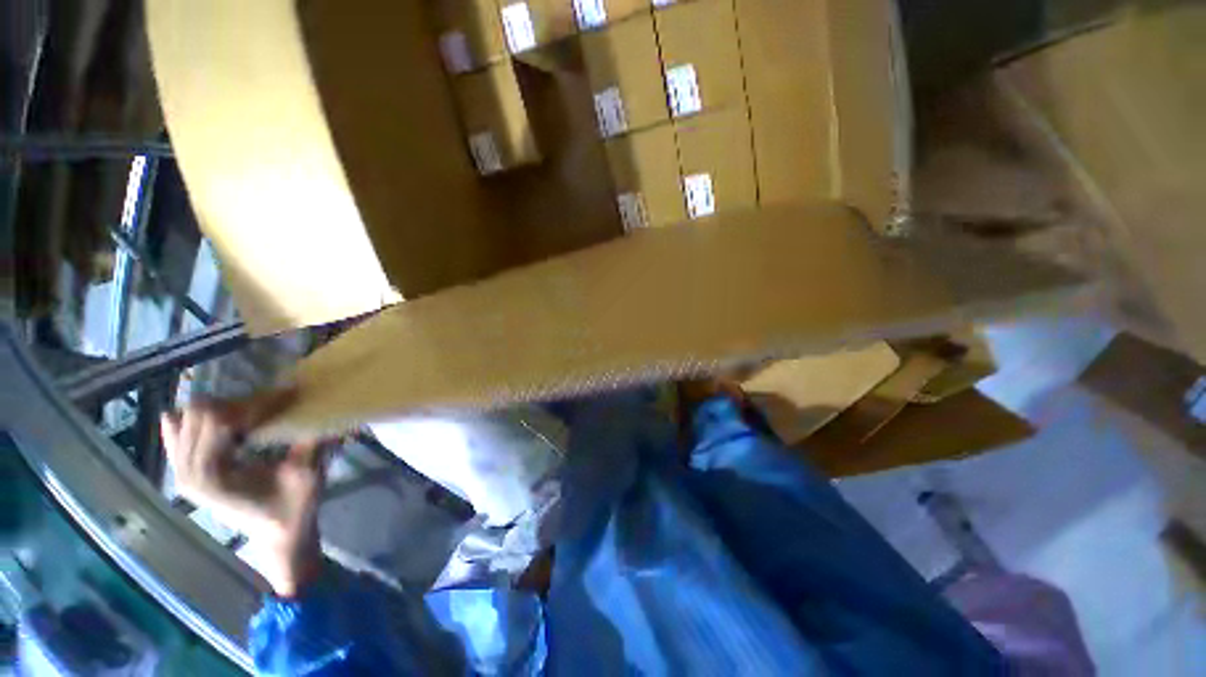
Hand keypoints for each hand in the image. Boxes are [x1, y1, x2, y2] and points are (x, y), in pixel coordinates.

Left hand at [161, 389, 325, 596]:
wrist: (279, 536)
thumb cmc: (294, 508)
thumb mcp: (308, 474)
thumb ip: (310, 443)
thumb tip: (323, 409)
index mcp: (212, 475)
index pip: (219, 420)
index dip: (254, 404)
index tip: (288, 397)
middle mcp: (188, 472)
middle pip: (199, 415)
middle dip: (239, 404)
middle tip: (273, 405)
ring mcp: (183, 474)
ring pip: (188, 420)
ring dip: (222, 409)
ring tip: (253, 413)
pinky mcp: (187, 475)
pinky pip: (176, 438)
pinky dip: (188, 423)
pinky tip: (199, 414)